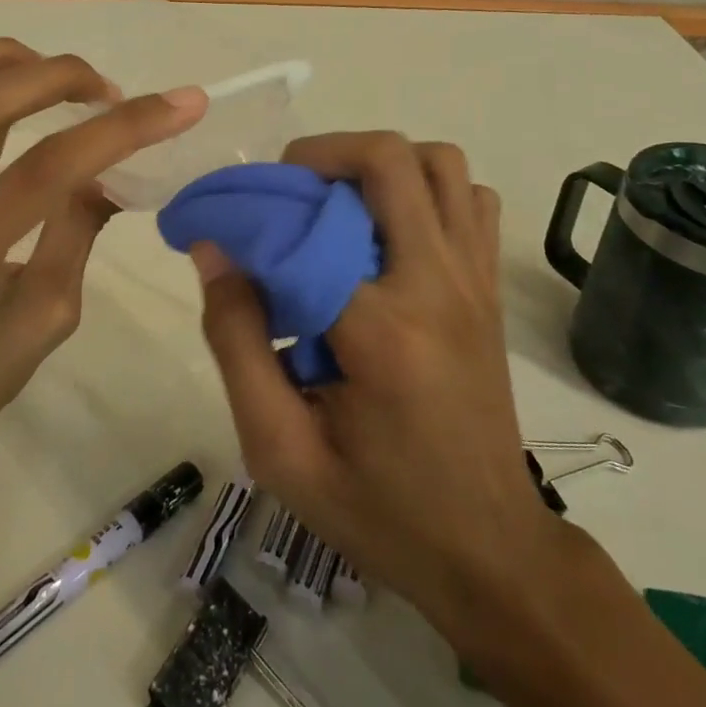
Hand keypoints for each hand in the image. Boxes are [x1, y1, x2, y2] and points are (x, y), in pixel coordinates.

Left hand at [0, 39, 205, 484]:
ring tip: (58, 76)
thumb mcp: (45, 319)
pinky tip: (8, 92)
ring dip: (5, 60)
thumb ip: (79, 229)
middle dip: (63, 76)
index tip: (182, 105)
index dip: (123, 128)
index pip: (48, 168)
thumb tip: (116, 168)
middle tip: (111, 90)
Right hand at [194, 132, 571, 651]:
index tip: (215, 218)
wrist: (489, 551)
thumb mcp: (279, 449)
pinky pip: (469, 198)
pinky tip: (389, 230)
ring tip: (335, 203)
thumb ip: (236, 342)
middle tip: (282, 191)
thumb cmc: (376, 508)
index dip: (248, 209)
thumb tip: (215, 249)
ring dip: (378, 165)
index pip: (303, 229)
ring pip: (438, 162)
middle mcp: (438, 285)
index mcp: (381, 331)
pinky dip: (426, 189)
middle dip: (320, 154)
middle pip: (388, 159)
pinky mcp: (491, 287)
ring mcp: (475, 280)